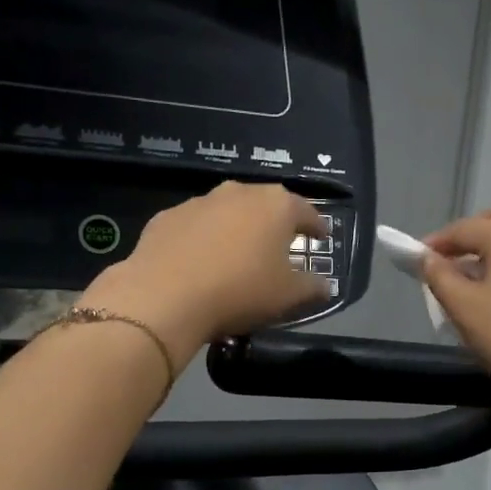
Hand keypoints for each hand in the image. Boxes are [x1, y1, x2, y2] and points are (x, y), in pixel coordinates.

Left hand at [78, 182, 329, 365]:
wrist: (164, 297)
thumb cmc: (240, 291)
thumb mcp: (288, 296)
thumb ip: (312, 287)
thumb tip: (326, 285)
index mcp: (276, 205)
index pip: (307, 212)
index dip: (316, 226)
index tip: (321, 237)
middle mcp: (239, 192)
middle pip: (266, 206)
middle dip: (275, 224)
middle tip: (280, 246)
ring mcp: (199, 202)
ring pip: (228, 212)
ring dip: (237, 229)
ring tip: (238, 256)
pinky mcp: (167, 217)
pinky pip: (196, 227)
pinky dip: (204, 239)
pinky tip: (201, 262)